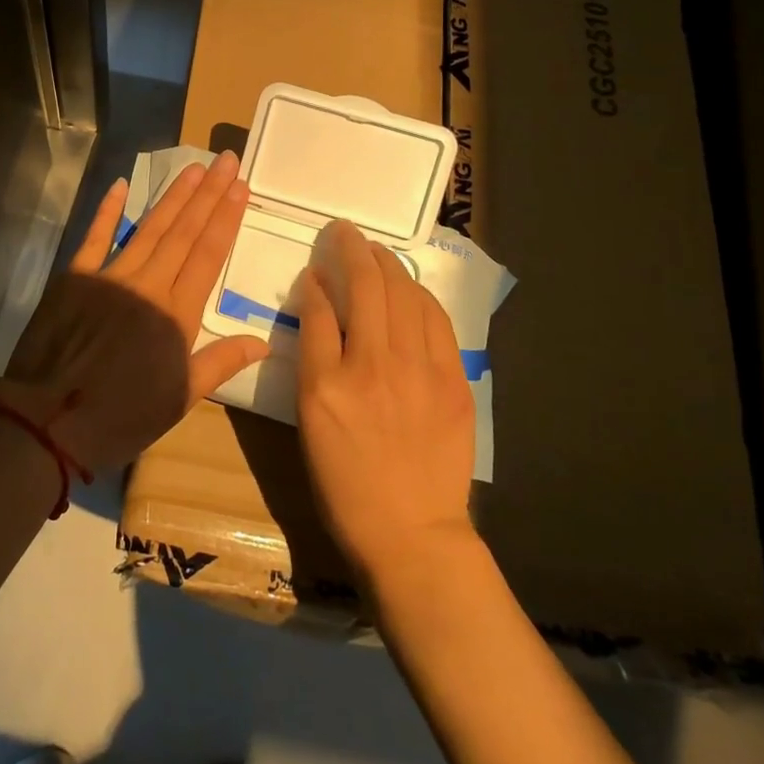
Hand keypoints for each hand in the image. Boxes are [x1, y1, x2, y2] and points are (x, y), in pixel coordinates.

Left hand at [0, 151, 270, 472]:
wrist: (49, 420)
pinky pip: (96, 237)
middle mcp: (148, 285)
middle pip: (184, 232)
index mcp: (177, 315)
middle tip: (225, 161)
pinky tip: (122, 185)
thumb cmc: (121, 416)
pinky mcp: (76, 277)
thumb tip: (264, 340)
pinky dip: (108, 210)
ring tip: (194, 168)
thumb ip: (220, 362)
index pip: (208, 255)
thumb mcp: (179, 398)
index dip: (226, 218)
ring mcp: (111, 276)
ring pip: (150, 228)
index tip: (240, 187)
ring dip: (174, 197)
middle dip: (208, 194)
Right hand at [295, 219, 475, 581]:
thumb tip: (319, 301)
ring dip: (387, 263)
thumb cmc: (346, 482)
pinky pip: (436, 321)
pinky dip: (419, 295)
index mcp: (327, 384)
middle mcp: (373, 367)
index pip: (318, 309)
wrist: (411, 533)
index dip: (315, 280)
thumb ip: (313, 355)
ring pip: (403, 295)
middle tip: (344, 231)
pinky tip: (409, 286)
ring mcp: (419, 372)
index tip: (315, 266)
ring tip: (375, 249)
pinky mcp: (454, 382)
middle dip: (352, 249)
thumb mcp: (310, 421)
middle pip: (365, 287)